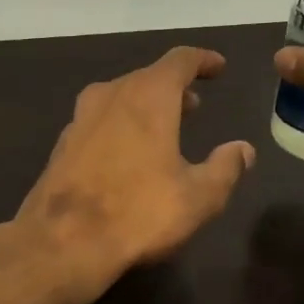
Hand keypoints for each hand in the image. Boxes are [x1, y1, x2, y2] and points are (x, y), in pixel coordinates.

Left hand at [14, 47, 256, 303]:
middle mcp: (112, 95)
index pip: (180, 61)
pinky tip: (126, 153)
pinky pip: (100, 120)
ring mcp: (81, 118)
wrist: (61, 243)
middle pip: (148, 77)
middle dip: (174, 87)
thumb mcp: (198, 197)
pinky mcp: (63, 144)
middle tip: (194, 104)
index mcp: (149, 96)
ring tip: (164, 126)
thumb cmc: (138, 212)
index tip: (218, 67)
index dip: (203, 60)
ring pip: (121, 97)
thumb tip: (243, 149)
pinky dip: (121, 125)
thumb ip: (225, 168)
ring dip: (145, 105)